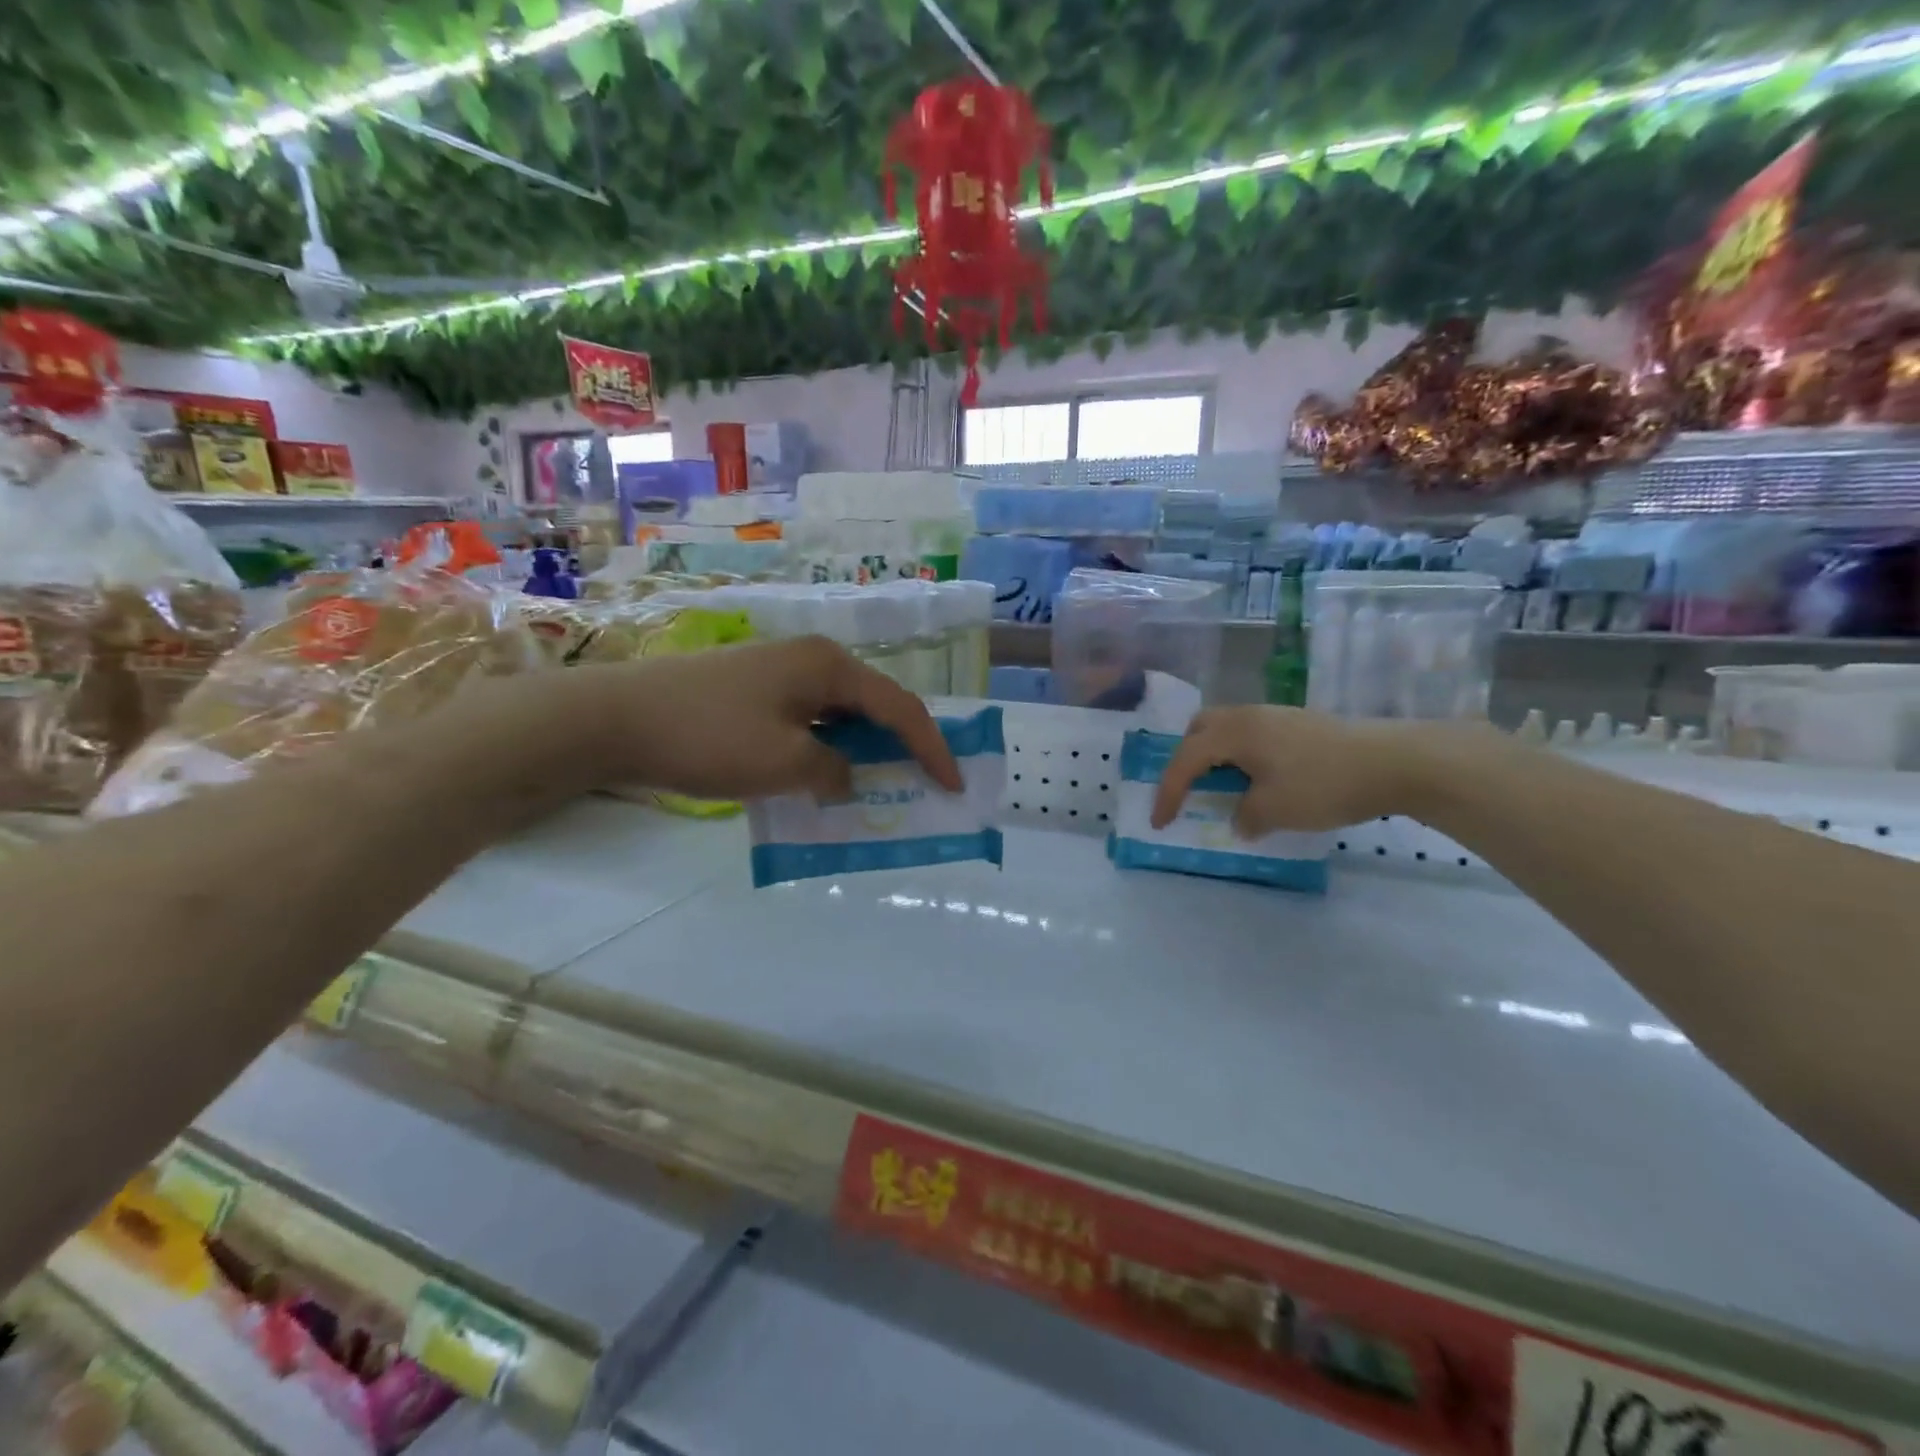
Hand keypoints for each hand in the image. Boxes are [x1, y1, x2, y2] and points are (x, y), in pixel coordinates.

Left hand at [568, 636, 962, 800]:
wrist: (614, 718)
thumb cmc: (709, 736)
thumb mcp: (785, 763)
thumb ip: (833, 772)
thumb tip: (845, 776)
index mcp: (829, 667)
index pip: (900, 708)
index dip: (933, 748)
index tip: (954, 785)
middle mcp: (811, 660)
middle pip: (874, 705)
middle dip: (902, 746)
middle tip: (924, 783)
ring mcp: (778, 672)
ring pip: (840, 715)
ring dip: (862, 750)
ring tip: (880, 785)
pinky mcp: (753, 691)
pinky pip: (809, 721)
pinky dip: (826, 750)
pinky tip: (823, 777)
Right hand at [1150, 705, 1476, 835]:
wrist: (1395, 761)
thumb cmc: (1324, 784)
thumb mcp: (1274, 810)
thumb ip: (1244, 816)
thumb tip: (1240, 819)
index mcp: (1233, 732)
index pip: (1185, 760)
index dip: (1168, 793)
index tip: (1160, 823)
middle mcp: (1249, 716)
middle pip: (1200, 729)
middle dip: (1186, 760)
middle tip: (1190, 789)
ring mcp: (1277, 716)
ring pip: (1228, 730)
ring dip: (1217, 757)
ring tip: (1226, 788)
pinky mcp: (1300, 724)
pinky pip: (1253, 736)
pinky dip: (1243, 757)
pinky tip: (1262, 781)